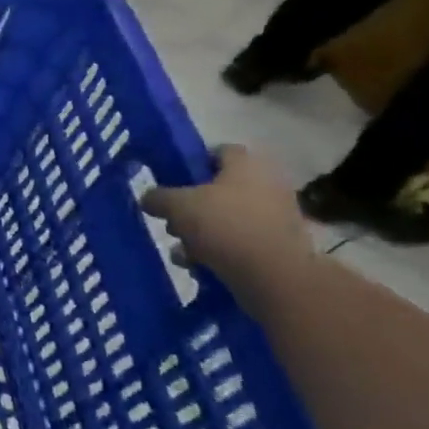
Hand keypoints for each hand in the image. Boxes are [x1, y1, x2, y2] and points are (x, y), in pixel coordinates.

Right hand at [141, 144, 313, 285]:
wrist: (276, 277)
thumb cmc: (225, 226)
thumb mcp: (177, 206)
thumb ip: (158, 197)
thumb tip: (149, 198)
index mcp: (246, 165)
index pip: (218, 151)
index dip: (192, 163)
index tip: (171, 182)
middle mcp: (267, 184)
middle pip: (220, 189)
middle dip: (192, 206)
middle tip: (172, 221)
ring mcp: (277, 217)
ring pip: (228, 219)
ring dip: (202, 233)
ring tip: (182, 252)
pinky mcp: (279, 247)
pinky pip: (241, 242)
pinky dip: (220, 252)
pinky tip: (199, 267)